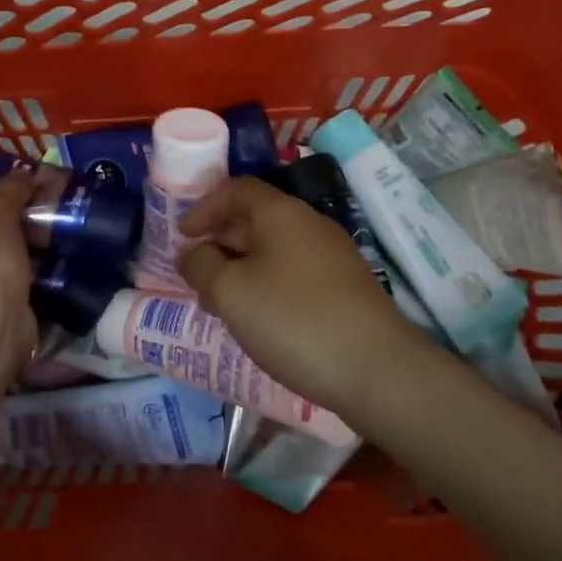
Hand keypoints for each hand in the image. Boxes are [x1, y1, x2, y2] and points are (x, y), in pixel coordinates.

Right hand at [178, 176, 418, 415]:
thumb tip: (192, 255)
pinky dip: (268, 286)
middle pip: (256, 219)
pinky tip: (260, 320)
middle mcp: (310, 225)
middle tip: (196, 274)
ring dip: (242, 269)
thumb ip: (201, 267)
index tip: (183, 237)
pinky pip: (294, 274)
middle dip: (220, 243)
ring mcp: (334, 257)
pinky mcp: (346, 290)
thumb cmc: (293, 319)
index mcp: (282, 213)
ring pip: (275, 251)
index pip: (237, 190)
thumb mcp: (231, 292)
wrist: (378, 370)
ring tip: (221, 303)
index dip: (205, 208)